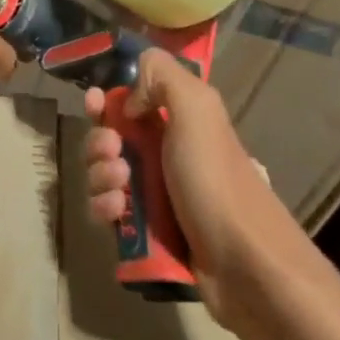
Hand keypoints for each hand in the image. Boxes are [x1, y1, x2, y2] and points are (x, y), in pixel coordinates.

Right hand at [82, 47, 290, 324]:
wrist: (243, 264)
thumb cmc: (215, 178)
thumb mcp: (196, 108)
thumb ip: (161, 75)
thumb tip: (129, 99)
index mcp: (177, 120)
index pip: (131, 99)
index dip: (108, 99)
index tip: (95, 104)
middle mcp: (163, 153)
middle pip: (108, 137)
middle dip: (99, 141)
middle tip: (113, 151)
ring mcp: (152, 193)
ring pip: (103, 174)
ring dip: (100, 175)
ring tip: (121, 187)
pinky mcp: (143, 231)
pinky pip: (107, 211)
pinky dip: (104, 207)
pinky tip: (117, 213)